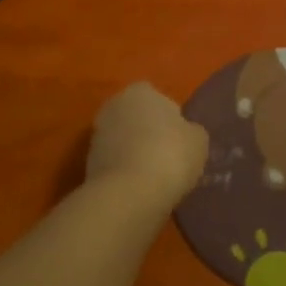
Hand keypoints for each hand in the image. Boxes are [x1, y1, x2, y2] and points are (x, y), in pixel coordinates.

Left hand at [86, 83, 208, 206]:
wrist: (129, 194)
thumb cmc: (170, 155)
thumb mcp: (198, 140)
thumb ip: (190, 130)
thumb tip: (185, 133)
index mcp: (140, 91)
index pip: (157, 97)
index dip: (169, 116)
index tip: (179, 138)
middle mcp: (113, 106)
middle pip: (136, 117)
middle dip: (148, 132)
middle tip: (167, 155)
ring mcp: (96, 136)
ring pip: (122, 140)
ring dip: (134, 152)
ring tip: (154, 176)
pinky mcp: (87, 164)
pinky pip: (114, 163)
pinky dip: (124, 172)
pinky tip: (139, 187)